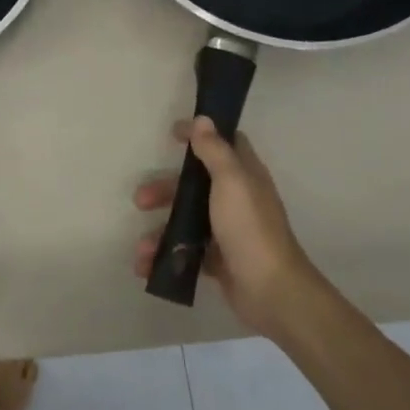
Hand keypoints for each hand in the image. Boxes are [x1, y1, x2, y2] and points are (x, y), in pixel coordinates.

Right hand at [134, 117, 315, 332]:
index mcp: (245, 177)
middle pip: (194, 185)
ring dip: (159, 230)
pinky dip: (165, 257)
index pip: (224, 145)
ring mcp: (226, 231)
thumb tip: (203, 119)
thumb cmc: (249, 229)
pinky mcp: (218, 259)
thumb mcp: (231, 182)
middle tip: (140, 199)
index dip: (200, 136)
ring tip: (142, 247)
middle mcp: (237, 200)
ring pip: (185, 221)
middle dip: (164, 190)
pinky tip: (147, 266)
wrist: (270, 289)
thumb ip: (215, 151)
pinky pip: (185, 251)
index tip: (172, 134)